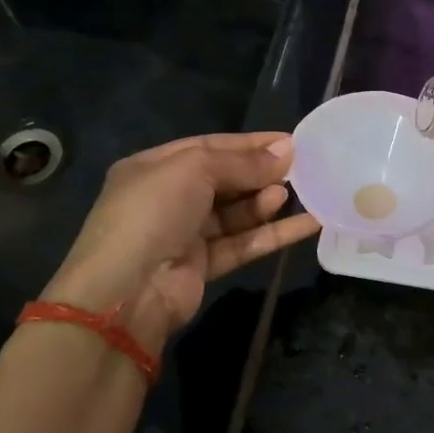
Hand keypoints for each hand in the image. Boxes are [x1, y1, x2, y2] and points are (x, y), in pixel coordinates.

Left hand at [41, 132, 318, 355]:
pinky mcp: (204, 266)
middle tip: (300, 167)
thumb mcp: (193, 170)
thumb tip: (286, 150)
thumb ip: (242, 162)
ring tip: (293, 193)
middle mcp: (168, 198)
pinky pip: (244, 243)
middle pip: (225, 179)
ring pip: (236, 213)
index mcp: (154, 167)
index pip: (209, 147)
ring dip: (265, 202)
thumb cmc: (153, 213)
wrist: (126, 291)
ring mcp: (185, 234)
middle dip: (260, 173)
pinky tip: (307, 223)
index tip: (289, 141)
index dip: (249, 144)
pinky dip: (273, 234)